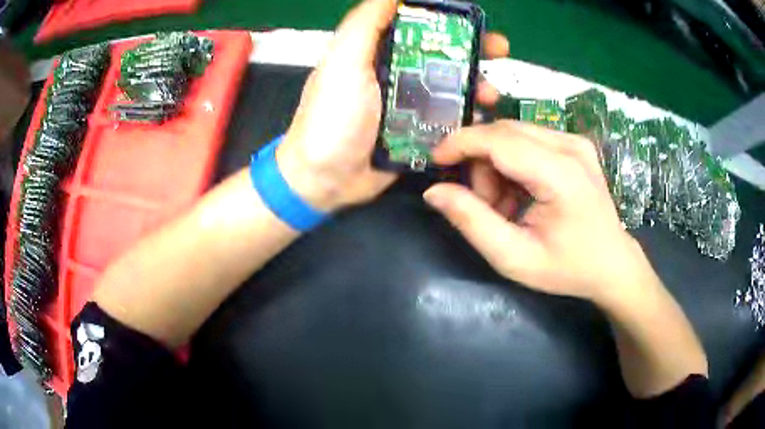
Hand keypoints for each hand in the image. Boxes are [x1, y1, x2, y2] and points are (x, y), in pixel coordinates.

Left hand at [277, 0, 509, 211]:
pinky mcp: (416, 133)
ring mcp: (407, 105)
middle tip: (499, 51)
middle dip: (472, 51)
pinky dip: (466, 117)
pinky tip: (479, 118)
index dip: (447, 23)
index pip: (418, 27)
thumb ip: (365, 23)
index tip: (474, 21)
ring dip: (474, 85)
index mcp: (376, 52)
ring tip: (490, 93)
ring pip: (449, 86)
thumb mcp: (343, 62)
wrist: (324, 179)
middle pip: (440, 55)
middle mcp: (394, 74)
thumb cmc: (331, 118)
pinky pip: (447, 119)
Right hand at [423, 121, 658, 303]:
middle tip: (485, 206)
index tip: (436, 160)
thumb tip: (435, 191)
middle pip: (504, 132)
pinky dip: (514, 164)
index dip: (461, 143)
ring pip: (514, 134)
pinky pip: (529, 140)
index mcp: (561, 174)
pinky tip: (522, 194)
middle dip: (481, 164)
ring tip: (507, 207)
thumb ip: (472, 222)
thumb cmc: (567, 268)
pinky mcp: (575, 144)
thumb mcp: (514, 258)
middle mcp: (570, 146)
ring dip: (497, 166)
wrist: (612, 264)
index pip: (499, 139)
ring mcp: (575, 142)